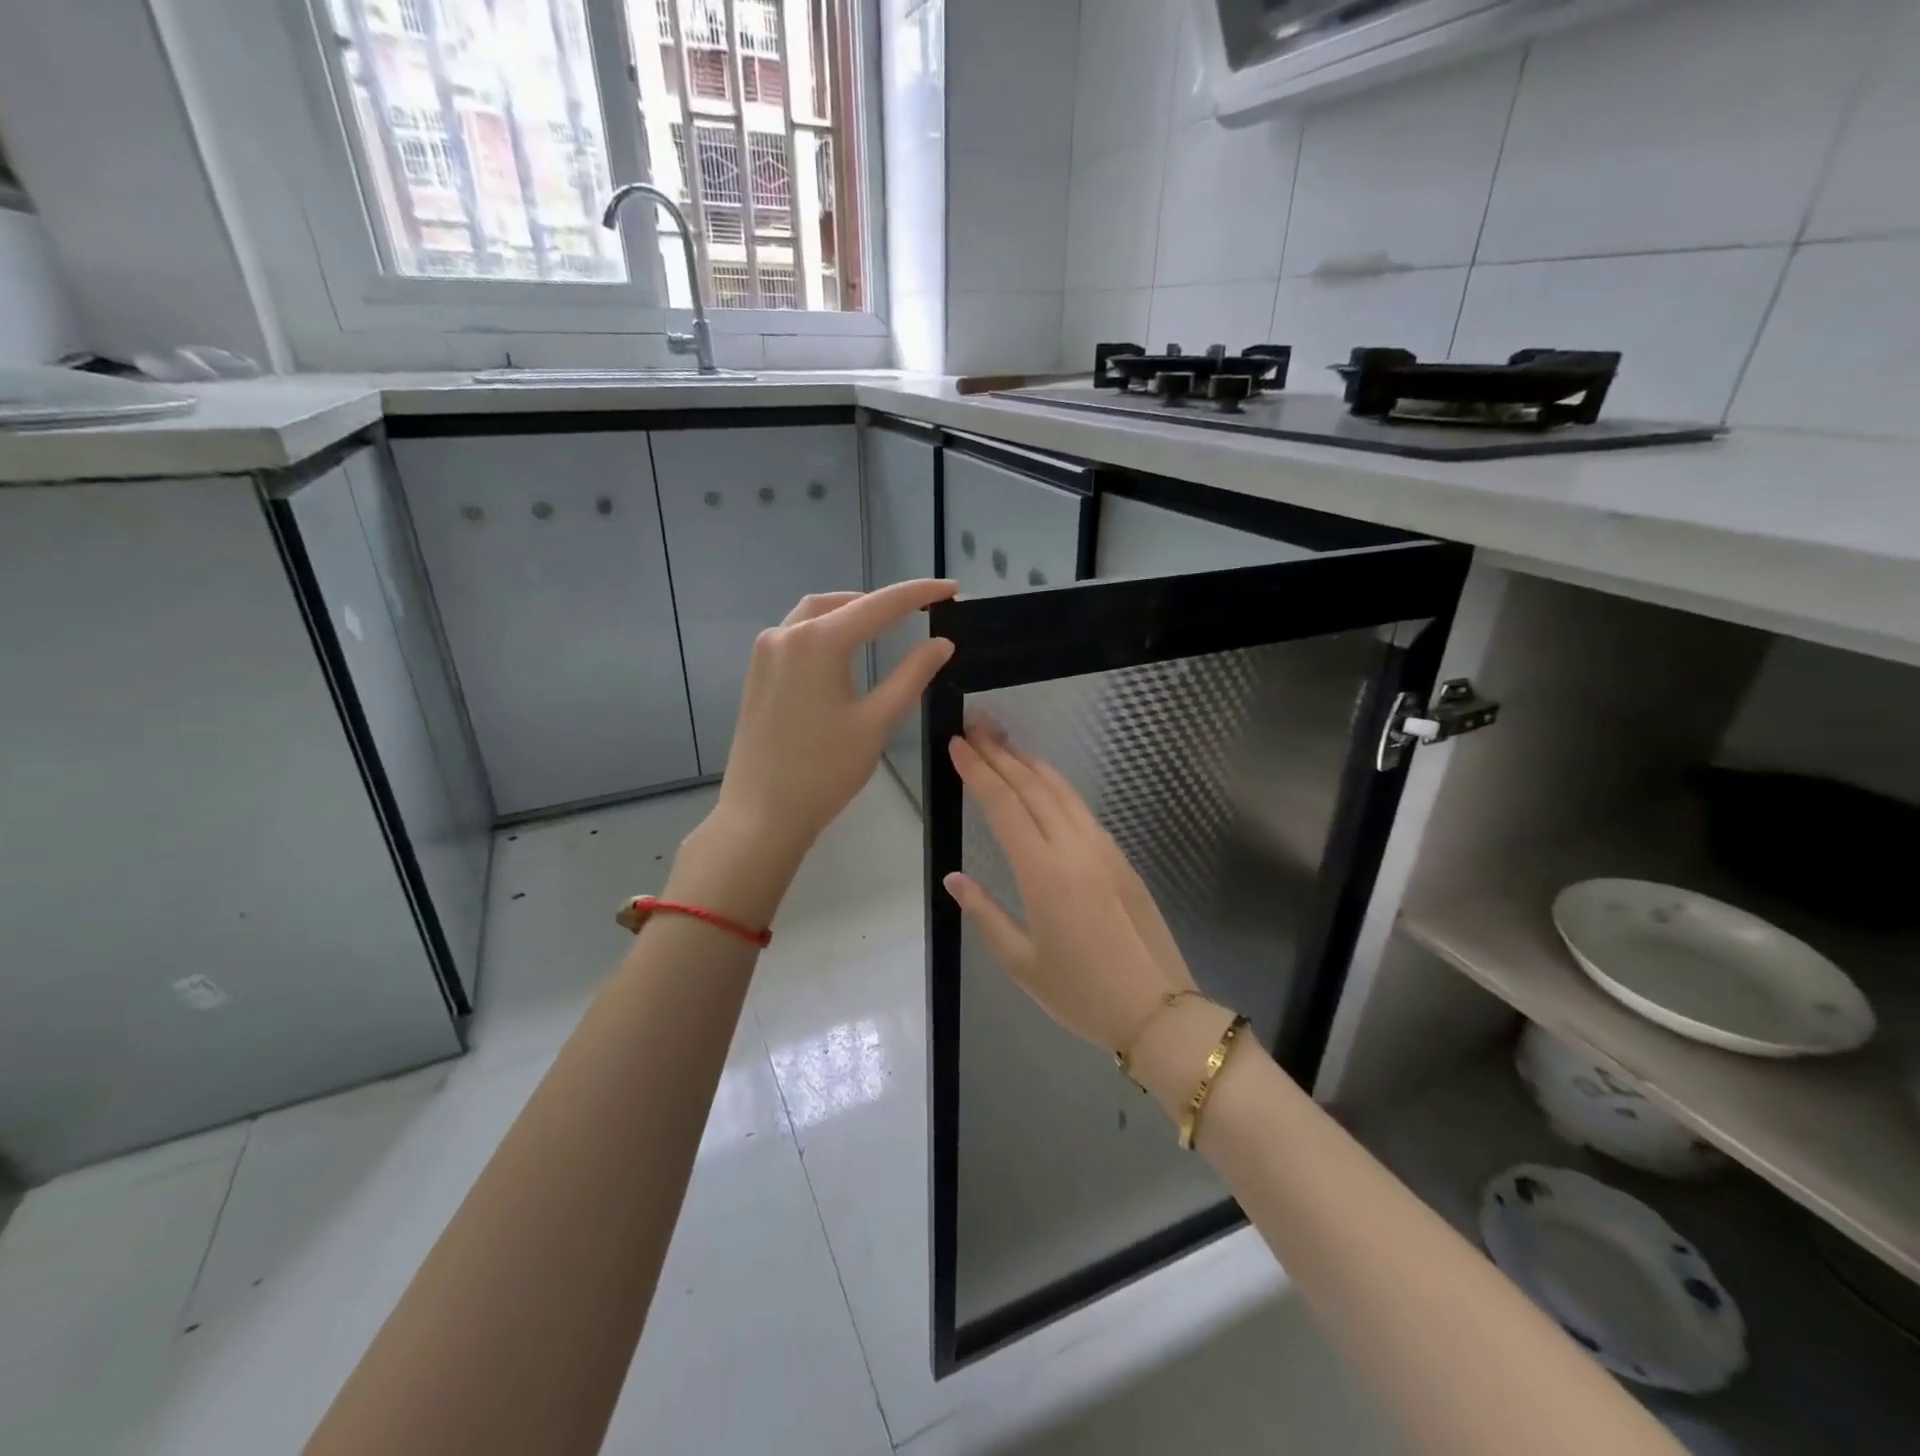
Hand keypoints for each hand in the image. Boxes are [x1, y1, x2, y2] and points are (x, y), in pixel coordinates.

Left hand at [710, 579, 957, 860]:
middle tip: (919, 611)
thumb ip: (912, 676)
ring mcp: (765, 653)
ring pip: (814, 615)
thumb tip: (941, 644)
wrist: (762, 814)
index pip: (879, 606)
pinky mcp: (757, 673)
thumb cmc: (824, 772)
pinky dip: (825, 631)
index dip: (919, 594)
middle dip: (881, 602)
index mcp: (818, 642)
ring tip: (884, 625)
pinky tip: (844, 651)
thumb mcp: (876, 723)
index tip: (952, 590)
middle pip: (842, 602)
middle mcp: (786, 635)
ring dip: (850, 613)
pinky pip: (795, 635)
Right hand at [942, 729, 1196, 1055]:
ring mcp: (1102, 848)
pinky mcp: (1119, 857)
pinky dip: (1055, 785)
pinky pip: (1081, 808)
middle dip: (1001, 752)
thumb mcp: (1020, 962)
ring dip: (1030, 762)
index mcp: (1043, 873)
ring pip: (1061, 790)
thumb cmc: (1081, 994)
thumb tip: (954, 877)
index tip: (957, 743)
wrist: (1158, 1010)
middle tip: (976, 724)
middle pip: (1032, 786)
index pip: (1004, 805)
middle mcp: (1074, 848)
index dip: (979, 771)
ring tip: (1004, 741)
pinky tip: (1043, 782)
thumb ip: (984, 913)